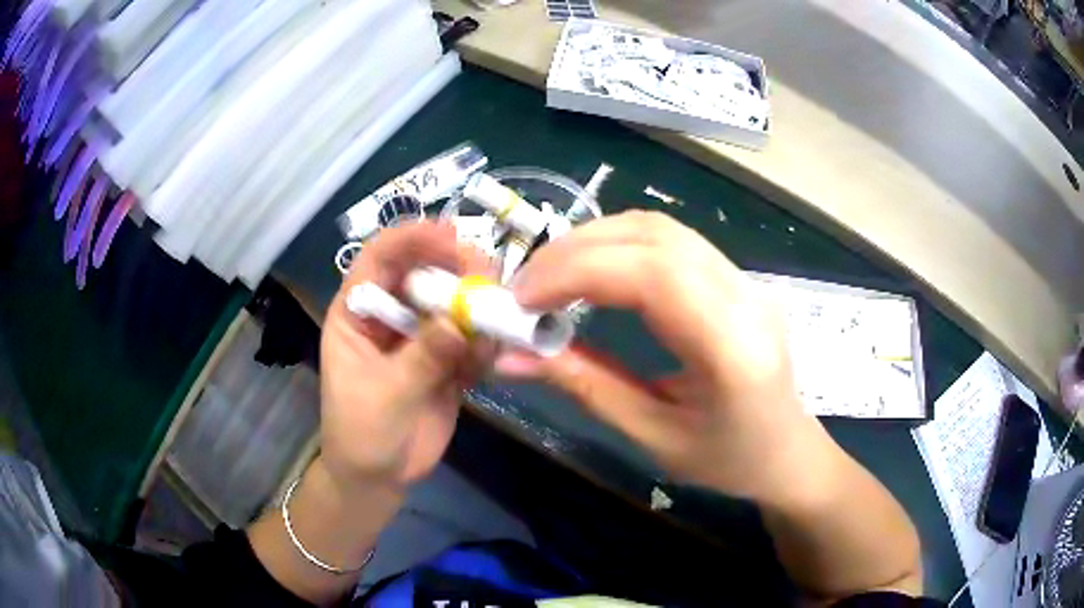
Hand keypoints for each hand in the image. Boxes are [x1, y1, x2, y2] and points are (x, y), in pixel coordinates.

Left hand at [320, 222, 492, 490]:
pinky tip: (497, 351)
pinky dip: (487, 341)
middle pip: (423, 272)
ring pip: (452, 304)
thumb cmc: (361, 433)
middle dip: (456, 268)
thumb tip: (460, 322)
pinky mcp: (447, 361)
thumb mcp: (385, 395)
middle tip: (489, 275)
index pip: (380, 258)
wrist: (378, 478)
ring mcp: (420, 338)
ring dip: (478, 305)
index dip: (412, 239)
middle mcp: (389, 316)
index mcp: (357, 312)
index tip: (452, 236)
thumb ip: (422, 357)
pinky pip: (471, 340)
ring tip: (502, 315)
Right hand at [497, 211, 822, 501]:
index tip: (522, 301)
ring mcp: (745, 279)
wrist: (787, 451)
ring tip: (549, 277)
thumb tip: (509, 358)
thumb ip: (585, 387)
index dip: (578, 273)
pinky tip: (592, 271)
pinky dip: (618, 245)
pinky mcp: (735, 276)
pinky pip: (670, 240)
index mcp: (733, 349)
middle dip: (574, 251)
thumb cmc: (728, 460)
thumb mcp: (653, 437)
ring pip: (660, 229)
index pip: (654, 276)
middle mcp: (745, 297)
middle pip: (653, 238)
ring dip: (594, 241)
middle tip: (524, 288)